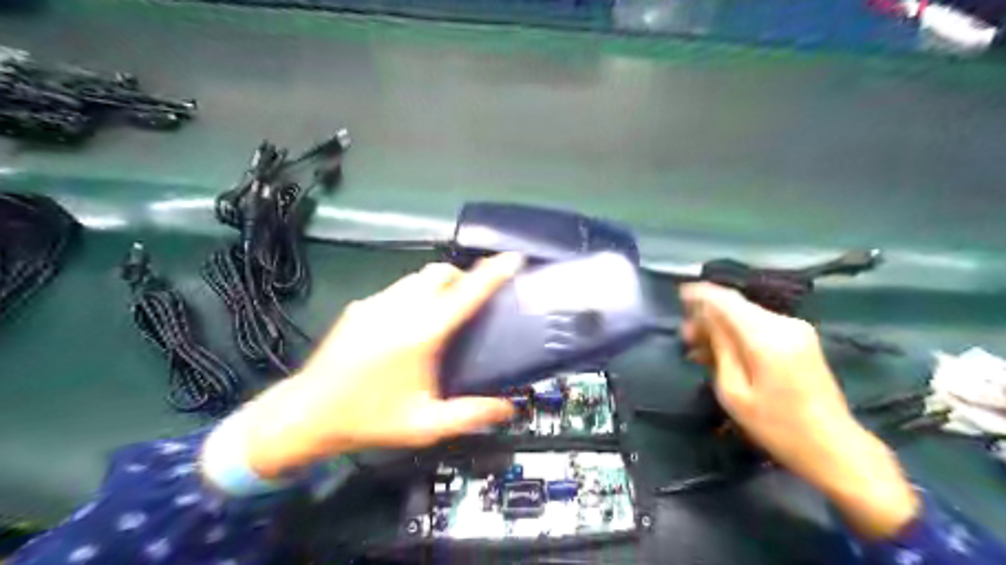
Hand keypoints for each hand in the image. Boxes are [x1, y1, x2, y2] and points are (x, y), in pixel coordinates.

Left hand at [234, 255, 523, 480]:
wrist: (306, 415)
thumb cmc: (369, 420)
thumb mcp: (425, 425)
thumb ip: (471, 414)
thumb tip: (508, 409)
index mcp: (421, 334)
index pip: (466, 293)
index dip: (492, 272)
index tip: (512, 258)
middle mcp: (399, 309)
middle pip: (440, 272)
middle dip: (462, 277)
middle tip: (473, 299)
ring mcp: (375, 304)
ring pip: (417, 277)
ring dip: (437, 285)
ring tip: (444, 311)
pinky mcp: (359, 307)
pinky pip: (397, 289)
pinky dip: (414, 295)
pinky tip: (409, 323)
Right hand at [679, 283, 917, 537]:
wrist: (834, 447)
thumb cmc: (777, 427)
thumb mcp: (735, 392)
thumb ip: (719, 349)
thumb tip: (705, 320)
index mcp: (767, 337)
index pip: (727, 301)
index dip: (701, 294)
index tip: (679, 295)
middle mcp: (784, 324)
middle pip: (737, 306)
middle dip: (708, 315)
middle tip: (685, 336)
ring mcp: (797, 330)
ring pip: (747, 315)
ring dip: (722, 325)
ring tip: (699, 347)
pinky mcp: (801, 339)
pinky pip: (760, 326)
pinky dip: (739, 333)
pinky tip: (723, 351)